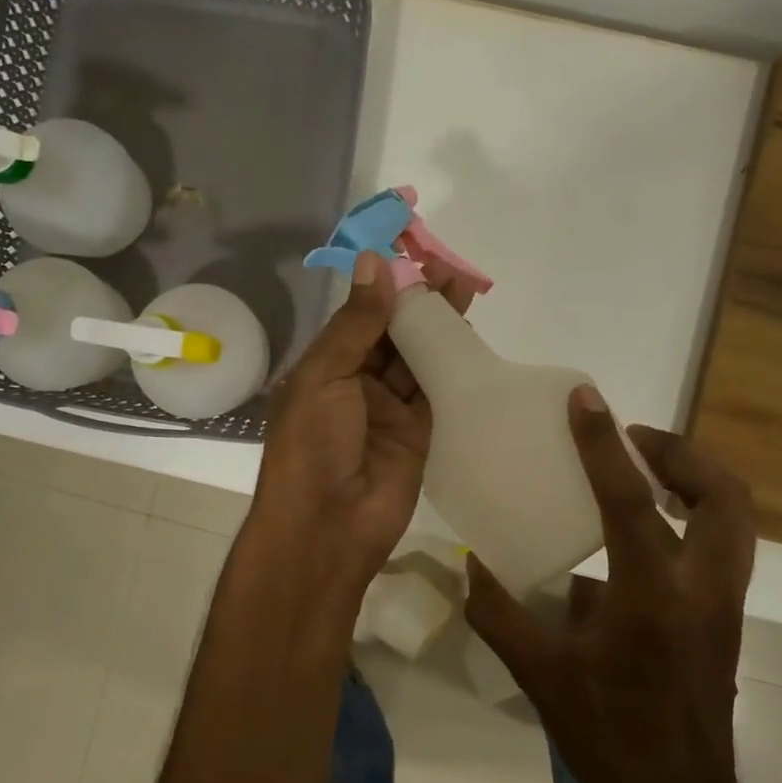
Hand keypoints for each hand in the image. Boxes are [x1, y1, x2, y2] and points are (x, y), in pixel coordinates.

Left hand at [249, 249, 474, 598]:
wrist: (328, 526)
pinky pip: (437, 392)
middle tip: (449, 270)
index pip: (359, 317)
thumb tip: (375, 262)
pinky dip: (452, 366)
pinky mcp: (419, 433)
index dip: (385, 288)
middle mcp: (357, 384)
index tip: (412, 255)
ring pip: (417, 359)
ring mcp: (389, 410)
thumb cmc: (312, 445)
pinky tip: (469, 337)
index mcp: (325, 367)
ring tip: (464, 292)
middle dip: (418, 303)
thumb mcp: (324, 376)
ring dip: (438, 329)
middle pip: (392, 335)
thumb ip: (356, 323)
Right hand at [465, 389, 771, 782]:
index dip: (602, 442)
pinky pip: (721, 547)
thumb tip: (470, 566)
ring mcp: (723, 604)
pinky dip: (692, 519)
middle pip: (724, 495)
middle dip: (682, 453)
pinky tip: (640, 537)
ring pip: (736, 519)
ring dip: (696, 481)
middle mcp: (701, 588)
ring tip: (646, 472)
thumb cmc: (609, 738)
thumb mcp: (540, 676)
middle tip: (634, 440)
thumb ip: (499, 614)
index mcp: (650, 595)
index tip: (585, 400)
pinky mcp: (725, 620)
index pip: (628, 499)